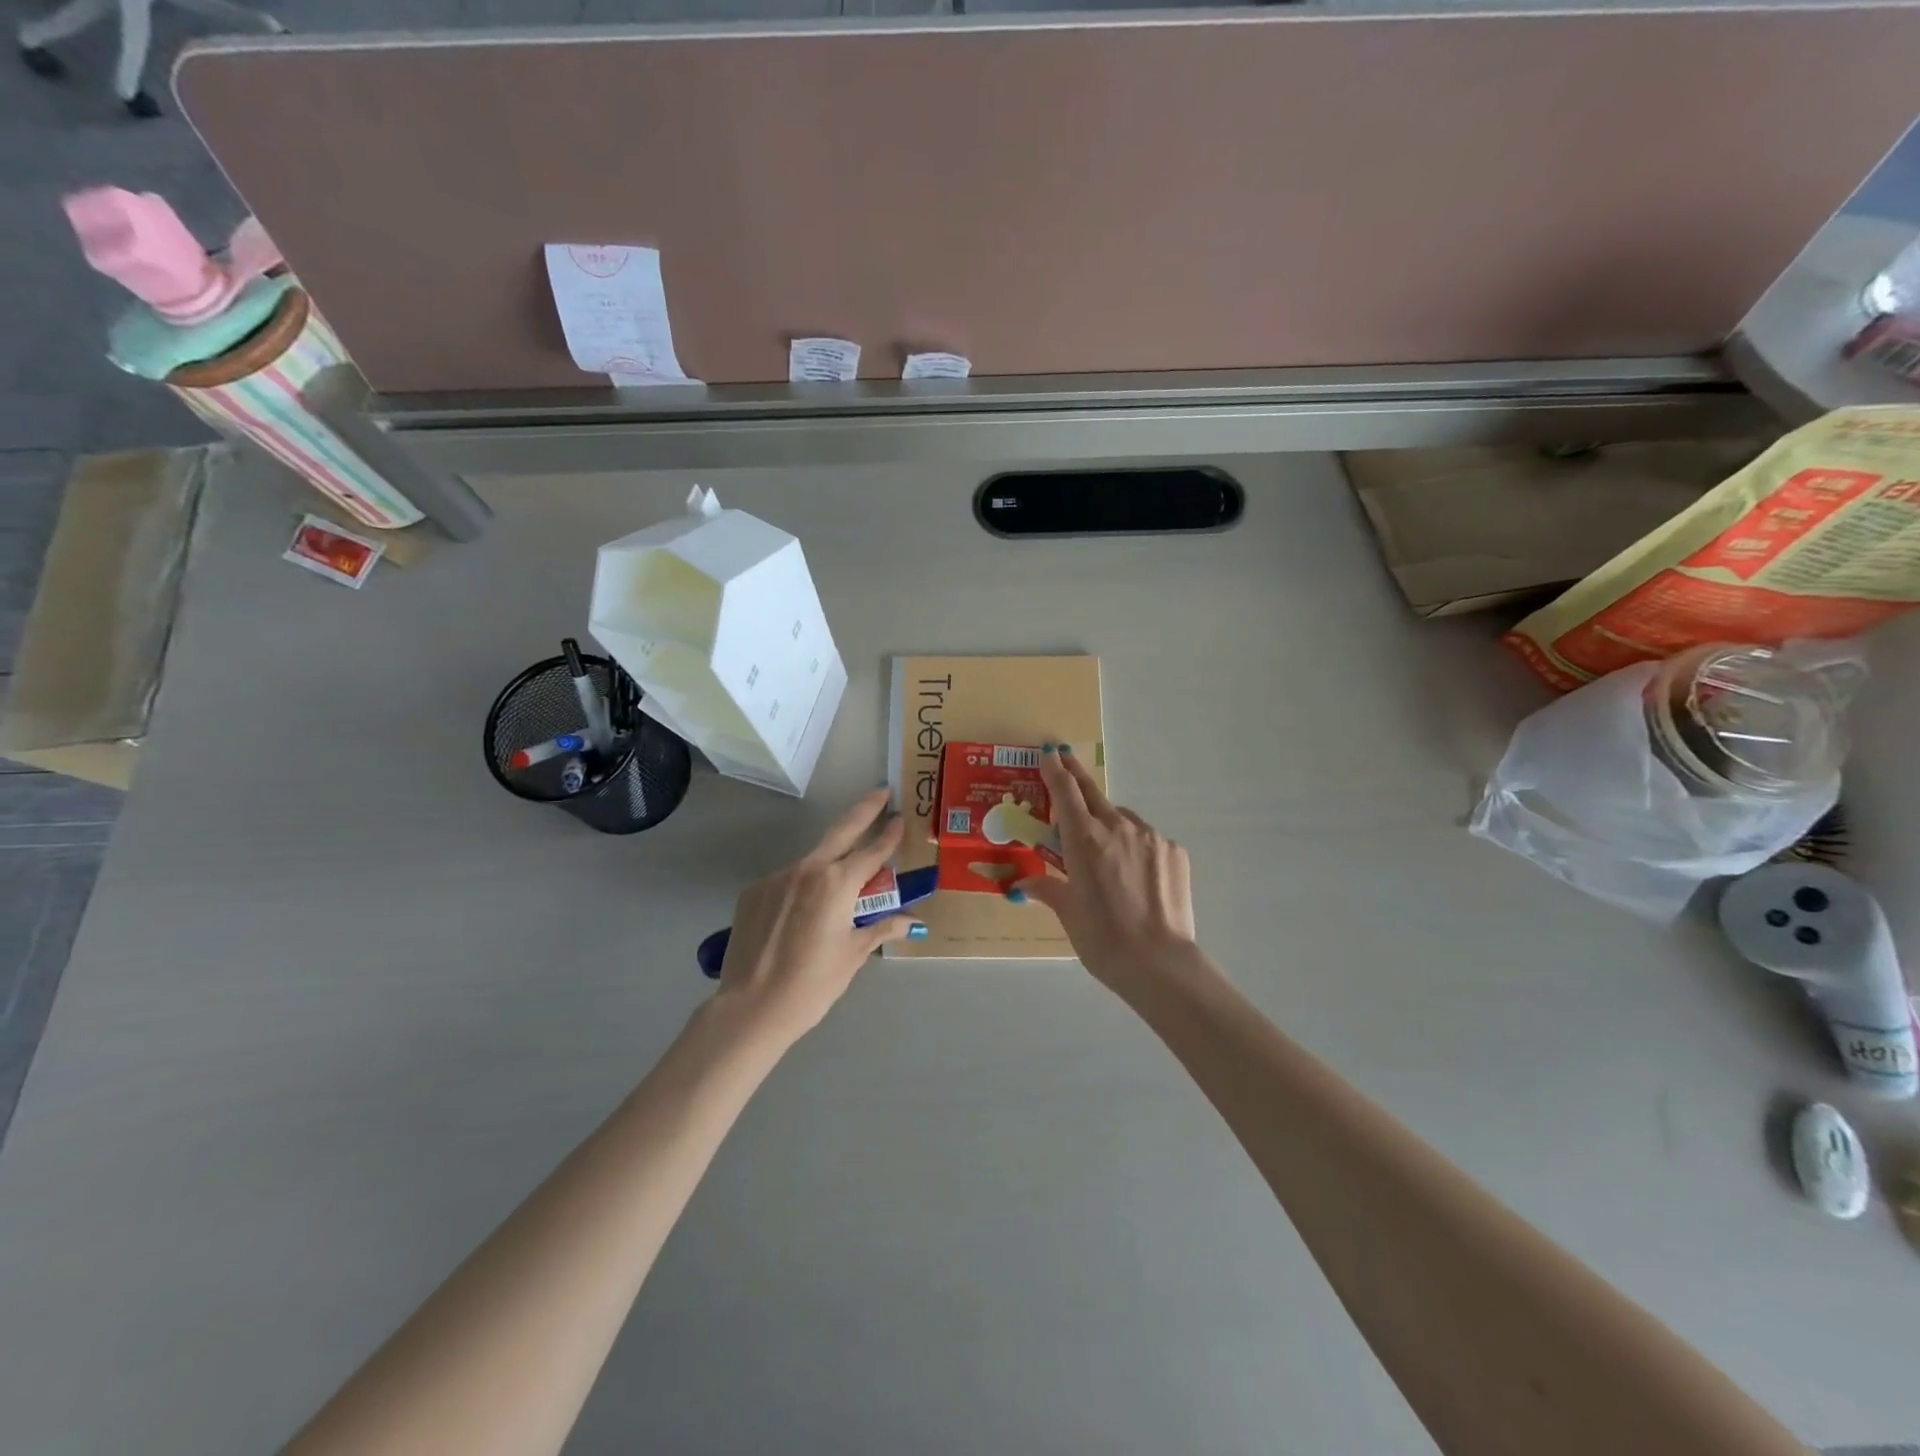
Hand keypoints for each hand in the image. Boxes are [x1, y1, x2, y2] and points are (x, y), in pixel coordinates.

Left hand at [716, 789, 920, 1045]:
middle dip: (864, 810)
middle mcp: (807, 870)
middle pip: (841, 831)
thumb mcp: (852, 955)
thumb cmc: (812, 984)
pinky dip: (800, 890)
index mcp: (837, 883)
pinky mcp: (753, 891)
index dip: (889, 834)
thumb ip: (880, 928)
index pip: (872, 852)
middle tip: (880, 791)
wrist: (750, 1008)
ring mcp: (776, 878)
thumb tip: (911, 921)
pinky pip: (786, 882)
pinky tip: (799, 917)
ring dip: (829, 864)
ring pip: (812, 862)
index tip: (899, 816)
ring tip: (837, 891)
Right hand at [1014, 747, 1197, 991]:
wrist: (1159, 963)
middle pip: (1093, 793)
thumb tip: (1023, 885)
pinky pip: (1147, 839)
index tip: (1050, 753)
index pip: (1065, 792)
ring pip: (1122, 819)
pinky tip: (1135, 874)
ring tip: (1105, 852)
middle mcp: (1117, 827)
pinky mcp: (1174, 851)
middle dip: (1077, 776)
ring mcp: (1150, 837)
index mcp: (1084, 839)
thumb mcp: (1068, 913)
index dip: (1055, 770)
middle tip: (1066, 761)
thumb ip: (1048, 889)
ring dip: (1108, 824)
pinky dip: (1135, 847)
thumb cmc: (1102, 939)